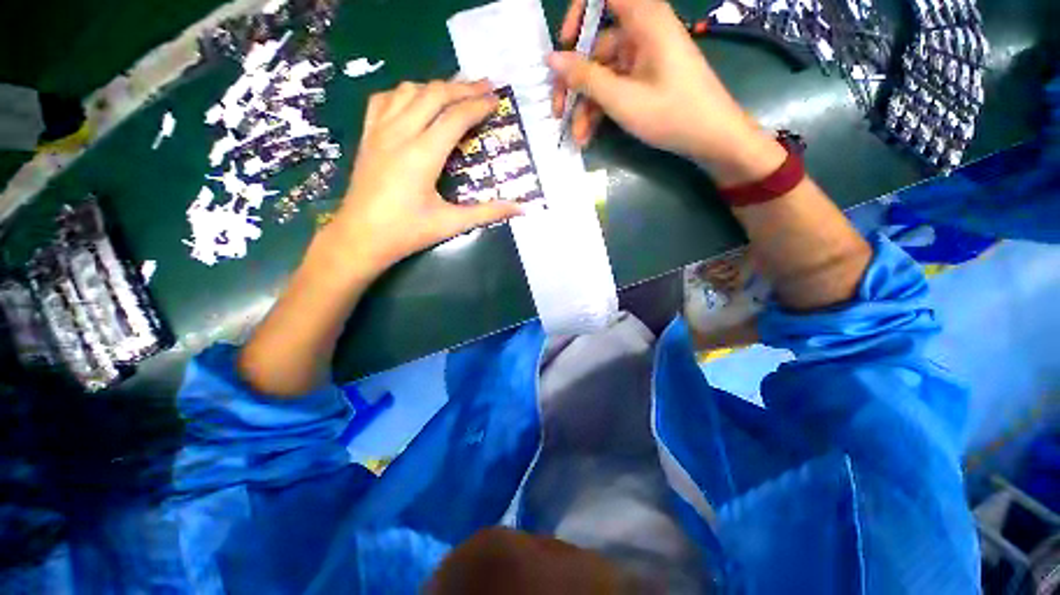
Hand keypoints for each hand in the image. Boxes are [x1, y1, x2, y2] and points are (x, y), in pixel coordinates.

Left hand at [332, 80, 521, 274]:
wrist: (360, 237)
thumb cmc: (407, 232)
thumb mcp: (451, 224)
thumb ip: (488, 212)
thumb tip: (521, 208)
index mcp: (422, 155)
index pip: (455, 118)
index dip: (478, 106)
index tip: (497, 99)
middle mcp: (400, 134)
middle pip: (434, 95)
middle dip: (462, 87)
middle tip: (485, 85)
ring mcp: (379, 131)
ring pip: (409, 91)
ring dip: (435, 86)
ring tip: (456, 91)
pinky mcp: (367, 136)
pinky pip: (384, 100)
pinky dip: (404, 93)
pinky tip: (414, 100)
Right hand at [548, 0, 783, 184]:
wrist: (711, 137)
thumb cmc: (671, 114)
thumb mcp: (622, 99)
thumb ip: (585, 78)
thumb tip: (551, 58)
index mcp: (643, 19)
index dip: (579, 13)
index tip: (565, 43)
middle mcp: (641, 31)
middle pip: (595, 45)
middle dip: (573, 81)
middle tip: (557, 111)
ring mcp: (643, 57)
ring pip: (602, 73)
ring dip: (585, 104)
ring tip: (577, 135)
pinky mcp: (644, 78)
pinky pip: (614, 86)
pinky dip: (600, 108)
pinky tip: (589, 133)